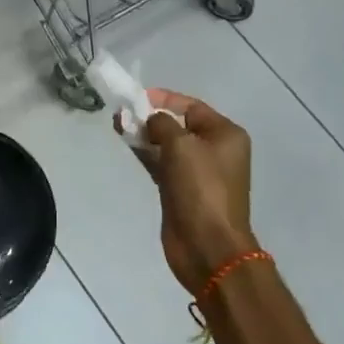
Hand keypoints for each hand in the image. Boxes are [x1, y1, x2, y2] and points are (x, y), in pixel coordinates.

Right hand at [121, 89, 254, 294]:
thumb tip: (151, 121)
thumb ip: (161, 123)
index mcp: (225, 135)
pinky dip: (146, 154)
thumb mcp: (181, 145)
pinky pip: (162, 163)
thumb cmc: (200, 188)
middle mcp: (215, 150)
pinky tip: (127, 145)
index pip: (191, 106)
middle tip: (122, 113)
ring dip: (145, 135)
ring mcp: (198, 172)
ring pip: (167, 144)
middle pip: (178, 125)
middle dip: (150, 117)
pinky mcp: (182, 190)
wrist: (207, 246)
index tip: (136, 97)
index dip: (164, 99)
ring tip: (118, 126)